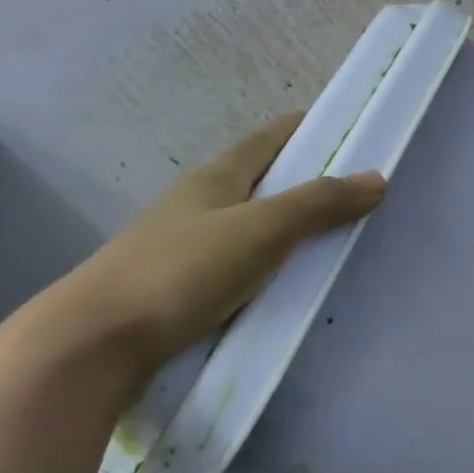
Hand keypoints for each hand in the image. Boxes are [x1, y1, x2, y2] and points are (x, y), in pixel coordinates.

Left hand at [32, 111, 384, 378]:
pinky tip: (297, 285)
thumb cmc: (181, 271)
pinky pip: (247, 266)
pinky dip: (277, 266)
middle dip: (310, 183)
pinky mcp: (189, 289)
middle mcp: (202, 205)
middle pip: (265, 182)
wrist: (97, 343)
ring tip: (340, 242)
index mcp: (216, 178)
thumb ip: (318, 204)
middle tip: (361, 195)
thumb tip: (376, 178)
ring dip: (295, 229)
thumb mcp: (261, 230)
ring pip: (256, 227)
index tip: (351, 130)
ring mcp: (192, 248)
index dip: (308, 129)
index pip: (269, 139)